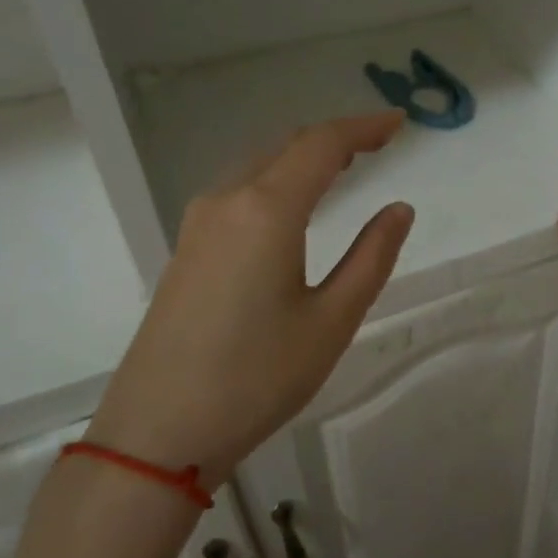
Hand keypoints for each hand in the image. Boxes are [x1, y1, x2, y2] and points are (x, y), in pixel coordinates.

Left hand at [87, 112, 414, 487]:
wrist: (157, 434)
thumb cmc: (257, 377)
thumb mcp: (332, 320)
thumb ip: (371, 257)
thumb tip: (398, 209)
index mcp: (266, 210)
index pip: (321, 145)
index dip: (363, 128)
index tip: (400, 124)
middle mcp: (226, 202)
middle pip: (286, 147)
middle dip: (335, 138)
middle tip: (380, 142)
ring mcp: (198, 225)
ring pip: (258, 168)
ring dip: (303, 158)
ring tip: (345, 167)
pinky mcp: (186, 251)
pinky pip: (239, 194)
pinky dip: (277, 181)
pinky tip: (293, 206)